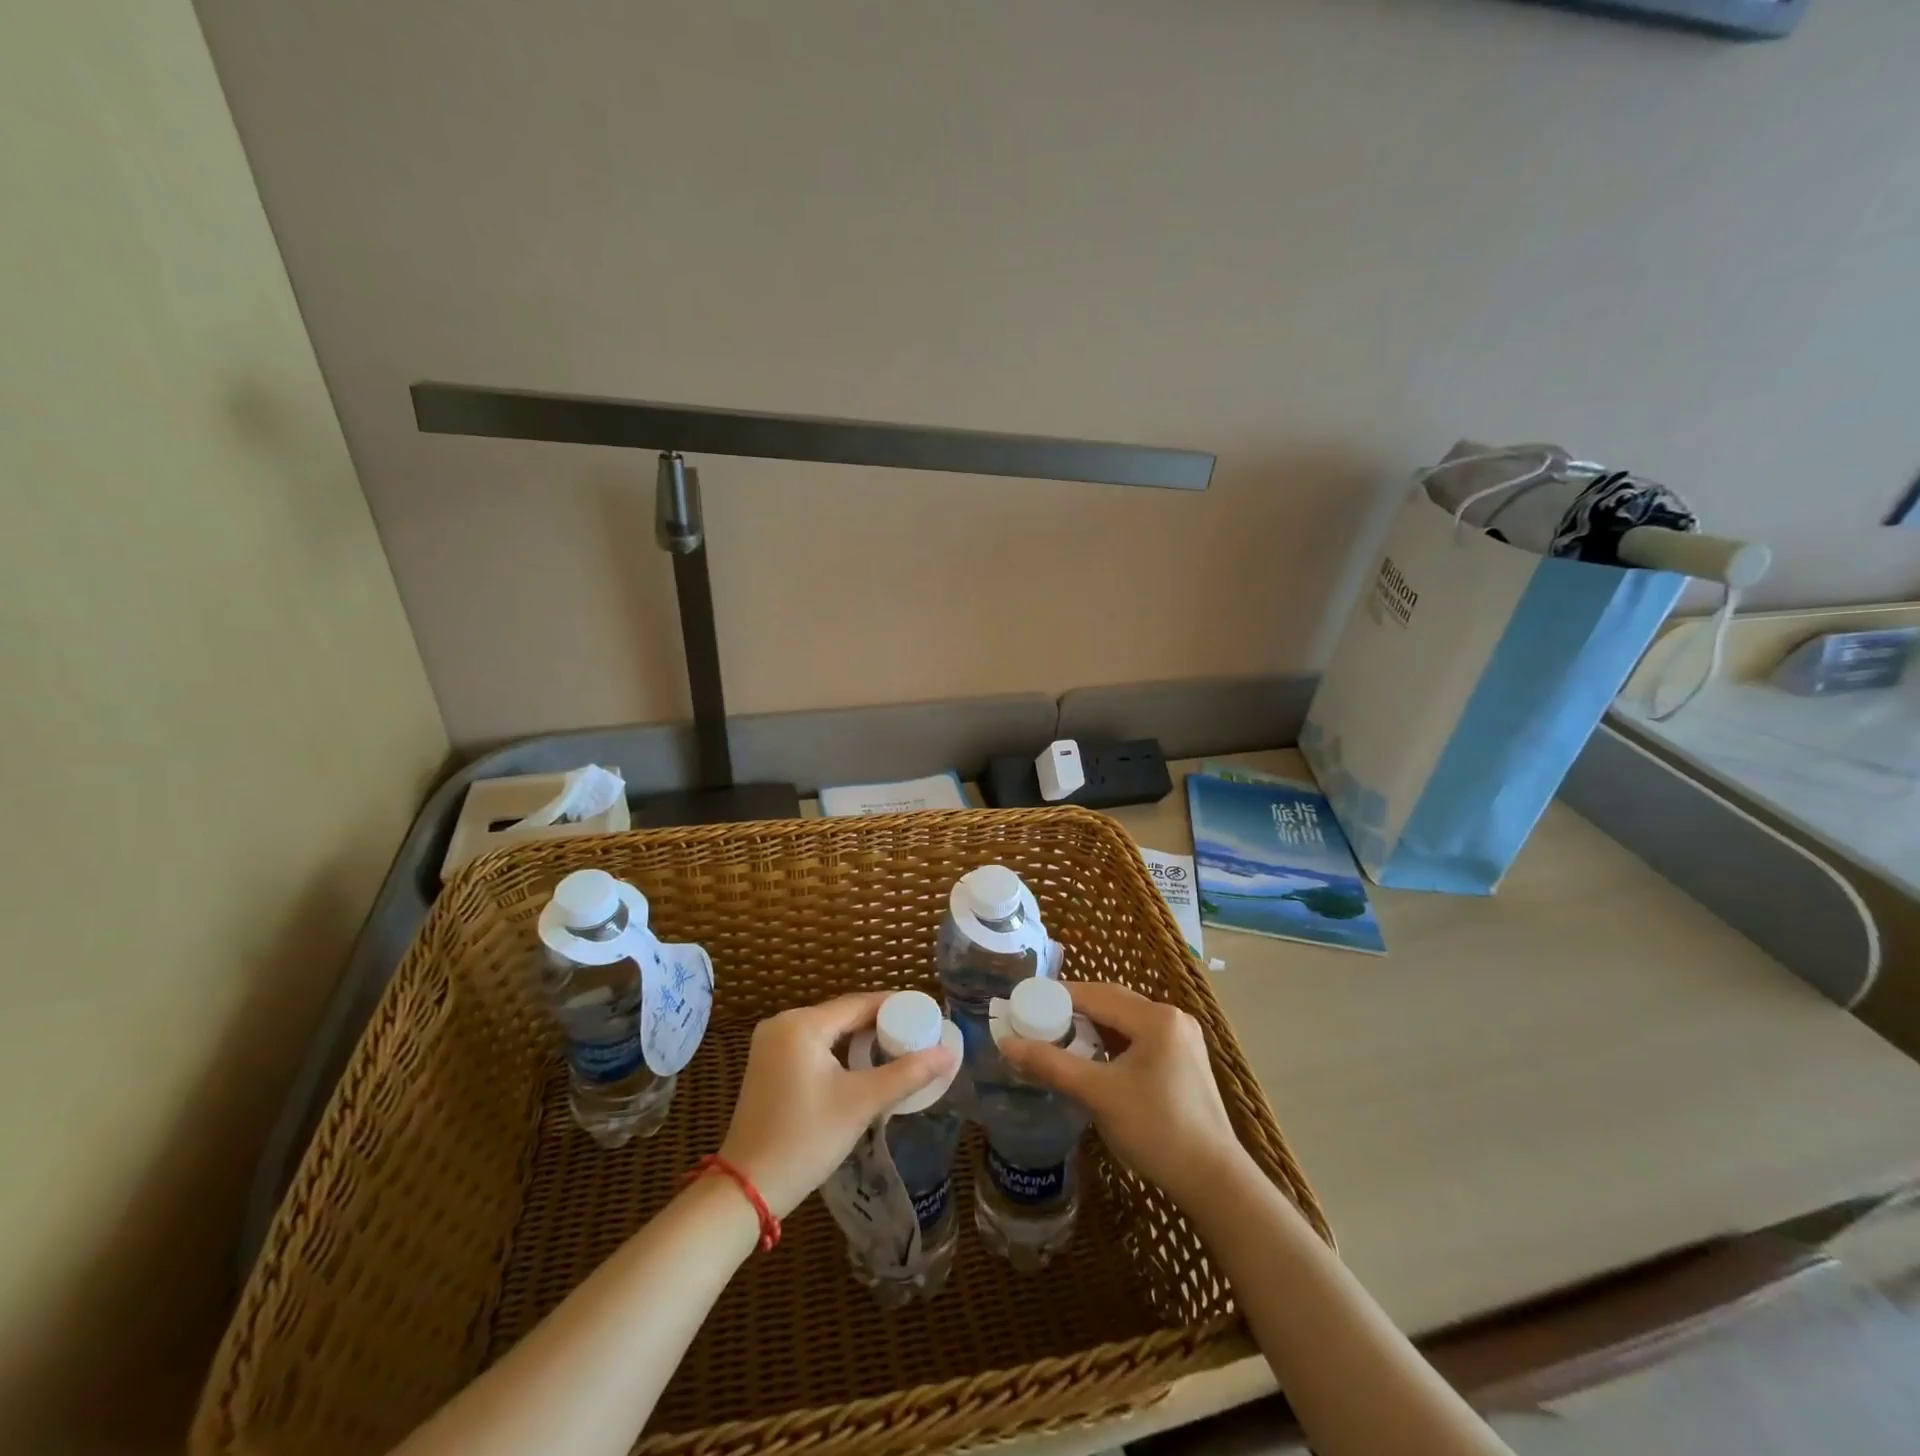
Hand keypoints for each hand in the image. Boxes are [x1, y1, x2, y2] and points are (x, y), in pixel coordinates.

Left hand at [717, 992, 956, 1217]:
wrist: (747, 1189)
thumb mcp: (861, 1104)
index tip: (926, 1016)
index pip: (859, 1003)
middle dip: (881, 1024)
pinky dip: (839, 1051)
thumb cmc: (805, 1139)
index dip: (896, 1007)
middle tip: (917, 1036)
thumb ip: (906, 1074)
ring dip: (861, 1039)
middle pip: (843, 1015)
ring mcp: (770, 1045)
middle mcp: (782, 1024)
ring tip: (898, 1050)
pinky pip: (813, 1046)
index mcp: (802, 1024)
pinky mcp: (768, 1065)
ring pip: (829, 1031)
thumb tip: (948, 1054)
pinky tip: (862, 1066)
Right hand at [998, 981, 1246, 1206]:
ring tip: (1059, 1039)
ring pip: (1124, 1021)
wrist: (1214, 1181)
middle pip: (1112, 1003)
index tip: (1026, 1004)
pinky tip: (1093, 1059)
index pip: (1097, 994)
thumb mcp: (1099, 1094)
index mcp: (1156, 1018)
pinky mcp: (1183, 1061)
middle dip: (1074, 1010)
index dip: (1058, 997)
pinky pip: (1138, 1039)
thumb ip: (1051, 1065)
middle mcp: (1172, 1018)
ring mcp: (1182, 1039)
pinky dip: (1111, 1043)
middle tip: (1038, 1022)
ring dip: (1092, 1027)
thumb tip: (1006, 1044)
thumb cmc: (1157, 1130)